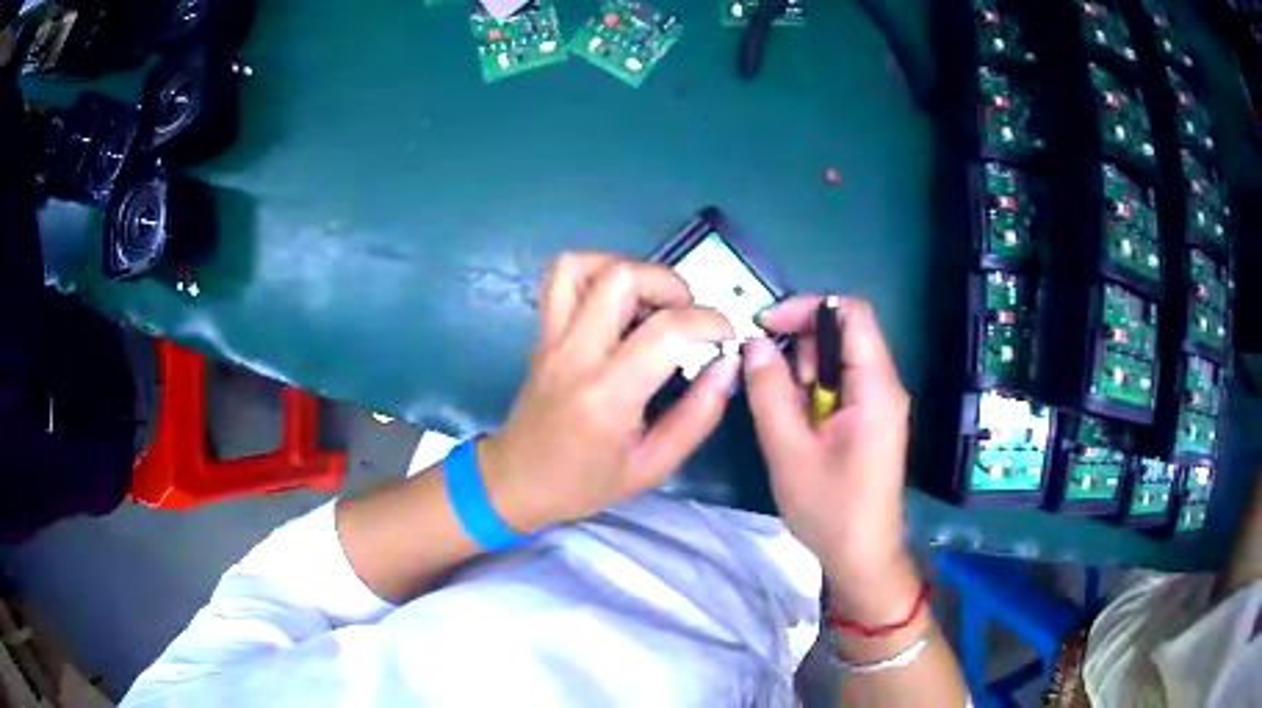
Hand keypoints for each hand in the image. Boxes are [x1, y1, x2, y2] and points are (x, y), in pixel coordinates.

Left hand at [480, 252, 739, 531]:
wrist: (517, 480)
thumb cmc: (585, 483)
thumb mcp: (653, 466)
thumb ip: (698, 416)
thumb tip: (728, 365)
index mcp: (607, 397)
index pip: (665, 331)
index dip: (709, 322)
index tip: (725, 336)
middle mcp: (575, 354)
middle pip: (622, 278)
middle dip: (671, 285)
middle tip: (687, 316)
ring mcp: (551, 337)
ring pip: (584, 265)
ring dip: (630, 269)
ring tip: (651, 303)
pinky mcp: (542, 331)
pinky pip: (562, 278)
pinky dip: (596, 270)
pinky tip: (618, 299)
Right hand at [743, 296, 918, 621]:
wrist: (862, 555)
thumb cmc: (830, 508)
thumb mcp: (789, 450)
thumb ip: (769, 391)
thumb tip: (755, 343)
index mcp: (876, 387)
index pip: (851, 313)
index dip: (807, 307)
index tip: (765, 325)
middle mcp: (885, 386)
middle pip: (843, 334)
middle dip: (802, 348)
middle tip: (774, 386)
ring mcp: (879, 403)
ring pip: (838, 361)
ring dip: (804, 374)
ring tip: (786, 415)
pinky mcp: (870, 420)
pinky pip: (840, 386)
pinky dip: (812, 394)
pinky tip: (797, 426)